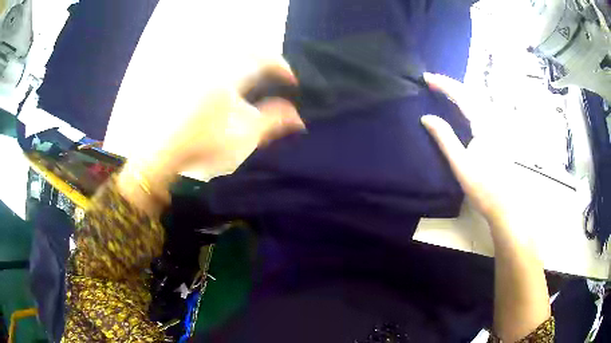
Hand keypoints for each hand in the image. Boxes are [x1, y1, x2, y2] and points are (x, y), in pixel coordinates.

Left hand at [117, 57, 304, 214]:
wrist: (164, 153)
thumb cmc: (204, 144)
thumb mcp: (244, 136)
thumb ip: (274, 122)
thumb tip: (298, 117)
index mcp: (230, 77)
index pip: (263, 59)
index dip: (282, 67)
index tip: (291, 81)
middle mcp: (214, 67)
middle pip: (245, 49)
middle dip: (264, 58)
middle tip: (274, 73)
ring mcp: (198, 72)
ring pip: (227, 54)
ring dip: (246, 61)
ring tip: (255, 77)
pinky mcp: (186, 80)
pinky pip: (212, 64)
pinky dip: (227, 68)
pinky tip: (228, 85)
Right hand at [420, 73, 516, 227]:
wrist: (505, 206)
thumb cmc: (484, 188)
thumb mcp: (461, 165)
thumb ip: (444, 138)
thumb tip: (426, 117)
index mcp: (484, 125)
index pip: (463, 96)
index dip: (444, 84)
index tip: (426, 78)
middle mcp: (494, 120)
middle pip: (472, 93)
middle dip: (452, 84)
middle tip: (433, 81)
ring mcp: (498, 127)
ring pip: (479, 100)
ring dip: (461, 91)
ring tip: (445, 90)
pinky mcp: (499, 135)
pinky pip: (483, 109)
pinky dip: (469, 102)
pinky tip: (463, 106)